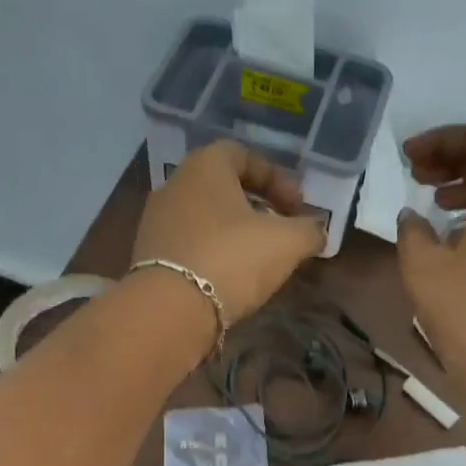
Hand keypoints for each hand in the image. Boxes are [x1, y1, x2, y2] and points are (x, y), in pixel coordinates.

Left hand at [132, 141, 325, 325]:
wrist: (170, 310)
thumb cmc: (232, 258)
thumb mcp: (287, 242)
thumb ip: (308, 231)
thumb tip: (317, 232)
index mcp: (205, 166)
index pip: (243, 155)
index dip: (277, 178)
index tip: (298, 207)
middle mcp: (174, 185)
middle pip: (222, 187)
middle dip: (256, 207)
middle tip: (280, 232)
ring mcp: (156, 222)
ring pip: (205, 218)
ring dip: (233, 233)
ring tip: (258, 259)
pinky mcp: (148, 257)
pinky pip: (189, 245)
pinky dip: (212, 254)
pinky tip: (229, 278)